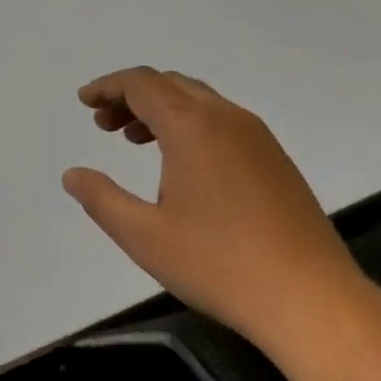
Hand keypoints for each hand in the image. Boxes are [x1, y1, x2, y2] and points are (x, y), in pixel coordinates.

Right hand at [62, 68, 367, 344]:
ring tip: (134, 140)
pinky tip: (181, 165)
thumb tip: (73, 175)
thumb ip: (101, 199)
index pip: (143, 84)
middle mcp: (227, 119)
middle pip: (172, 85)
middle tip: (103, 124)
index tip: (84, 101)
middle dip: (132, 96)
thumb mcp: (143, 235)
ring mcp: (258, 138)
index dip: (108, 86)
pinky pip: (223, 123)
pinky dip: (190, 126)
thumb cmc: (217, 263)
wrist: (308, 296)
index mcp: (192, 126)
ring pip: (200, 102)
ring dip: (162, 110)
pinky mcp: (275, 160)